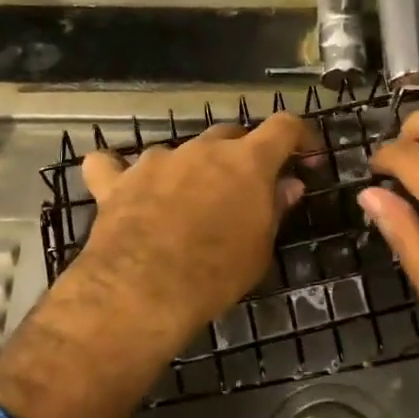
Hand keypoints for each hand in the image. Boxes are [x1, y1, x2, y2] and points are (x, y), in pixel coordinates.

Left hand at [72, 113, 313, 352]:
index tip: (305, 156)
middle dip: (241, 155)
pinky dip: (118, 172)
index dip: (299, 137)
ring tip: (186, 202)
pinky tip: (120, 186)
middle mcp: (202, 149)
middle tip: (244, 189)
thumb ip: (273, 209)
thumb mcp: (259, 249)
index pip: (283, 127)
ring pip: (180, 152)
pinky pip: (112, 165)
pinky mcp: (118, 181)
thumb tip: (288, 185)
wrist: (143, 289)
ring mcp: (157, 160)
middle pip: (229, 135)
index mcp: (246, 161)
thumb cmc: (216, 273)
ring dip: (189, 169)